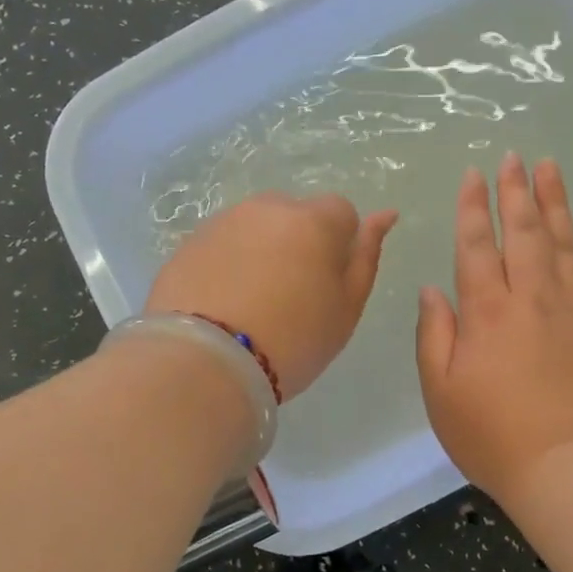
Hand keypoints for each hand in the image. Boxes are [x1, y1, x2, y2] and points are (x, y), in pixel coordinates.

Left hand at [147, 193, 397, 397]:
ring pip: (256, 227)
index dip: (340, 246)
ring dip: (262, 251)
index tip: (328, 285)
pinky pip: (223, 245)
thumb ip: (366, 257)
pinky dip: (229, 264)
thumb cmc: (292, 340)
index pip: (342, 212)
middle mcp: (267, 208)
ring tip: (253, 302)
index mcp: (314, 220)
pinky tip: (223, 303)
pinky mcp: (188, 243)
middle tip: (291, 296)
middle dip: (299, 242)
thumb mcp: (346, 309)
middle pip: (295, 214)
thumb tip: (384, 215)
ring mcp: (223, 222)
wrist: (203, 363)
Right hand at [416, 154, 572, 508]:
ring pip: (566, 244)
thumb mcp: (441, 393)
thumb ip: (434, 335)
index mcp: (487, 312)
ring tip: (551, 168)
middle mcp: (533, 298)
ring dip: (557, 203)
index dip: (473, 207)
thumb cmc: (494, 438)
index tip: (475, 174)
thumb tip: (433, 289)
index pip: (477, 245)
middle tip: (516, 157)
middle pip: (524, 232)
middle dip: (517, 191)